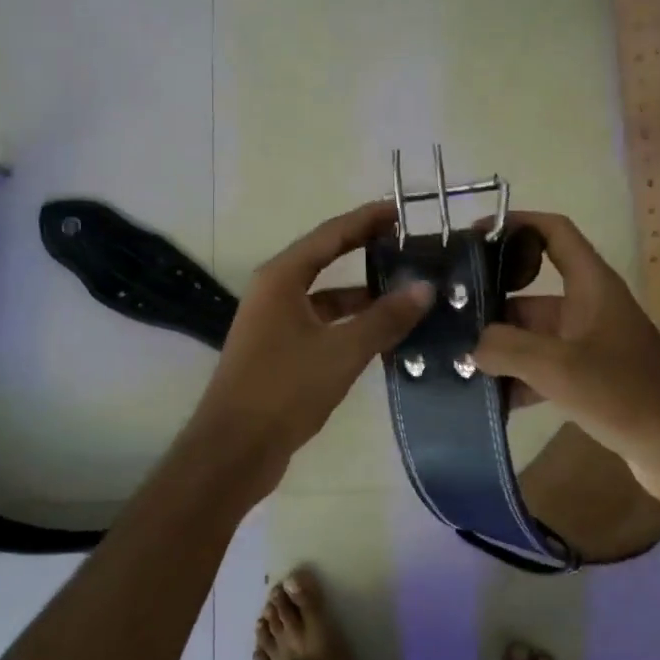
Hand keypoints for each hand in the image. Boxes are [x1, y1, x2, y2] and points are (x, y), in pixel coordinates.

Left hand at [187, 202, 432, 497]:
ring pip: (325, 297)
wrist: (234, 450)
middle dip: (365, 251)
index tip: (399, 210)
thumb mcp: (341, 351)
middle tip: (407, 244)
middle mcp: (274, 292)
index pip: (330, 235)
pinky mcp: (278, 352)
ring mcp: (274, 323)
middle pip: (325, 260)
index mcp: (281, 278)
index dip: (365, 220)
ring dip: (361, 294)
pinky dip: (349, 324)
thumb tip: (425, 288)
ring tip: (405, 291)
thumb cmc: (284, 389)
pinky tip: (381, 335)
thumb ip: (385, 318)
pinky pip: (321, 324)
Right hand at [472, 211, 659, 501]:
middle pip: (530, 293)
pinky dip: (518, 380)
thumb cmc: (624, 393)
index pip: (553, 233)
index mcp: (590, 285)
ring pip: (532, 336)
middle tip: (448, 318)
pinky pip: (543, 369)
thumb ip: (506, 349)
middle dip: (490, 306)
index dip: (517, 224)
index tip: (475, 235)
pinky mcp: (589, 379)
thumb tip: (470, 348)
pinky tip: (488, 401)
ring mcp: (589, 345)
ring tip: (456, 364)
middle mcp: (589, 307)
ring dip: (500, 349)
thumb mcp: (558, 366)